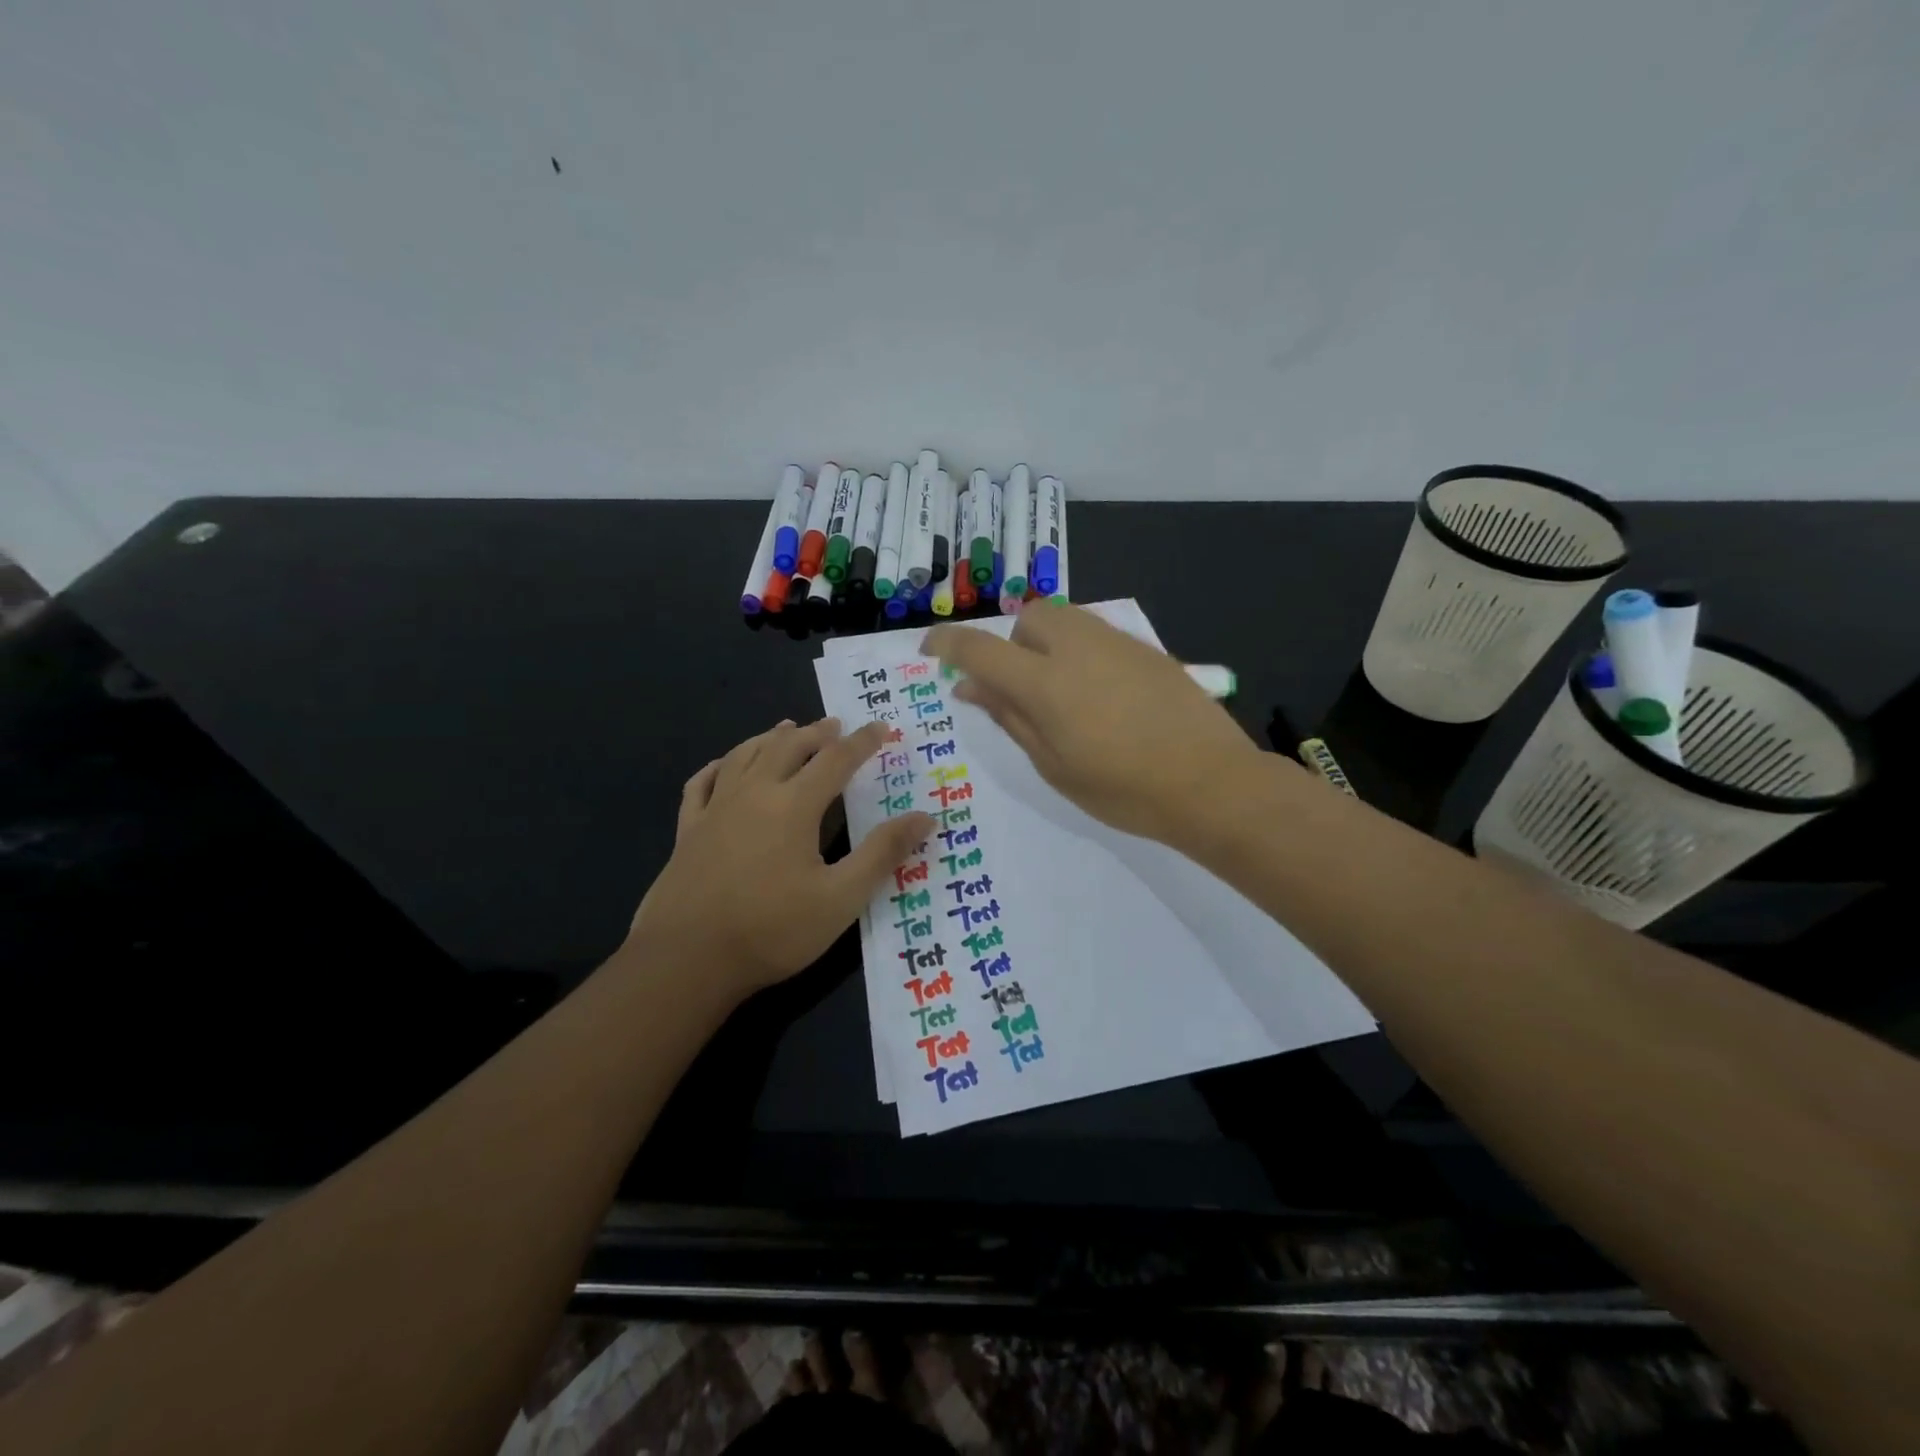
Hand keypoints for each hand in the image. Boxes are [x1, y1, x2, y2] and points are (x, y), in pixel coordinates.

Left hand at [629, 718, 933, 997]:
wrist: (686, 960)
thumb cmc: (772, 930)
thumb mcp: (841, 898)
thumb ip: (882, 854)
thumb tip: (924, 818)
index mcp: (794, 805)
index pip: (836, 760)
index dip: (862, 742)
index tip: (882, 727)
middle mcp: (754, 793)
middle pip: (788, 747)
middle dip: (816, 733)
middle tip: (835, 725)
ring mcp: (715, 809)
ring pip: (745, 755)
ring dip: (771, 738)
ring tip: (787, 728)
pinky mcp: (687, 830)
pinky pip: (702, 782)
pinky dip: (720, 765)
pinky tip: (725, 764)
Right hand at [921, 603, 1268, 845]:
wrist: (1210, 783)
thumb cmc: (1122, 789)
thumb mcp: (1054, 765)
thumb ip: (1010, 717)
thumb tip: (970, 685)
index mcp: (1045, 683)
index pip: (981, 648)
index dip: (947, 644)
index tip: (930, 650)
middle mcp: (1077, 648)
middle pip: (1028, 618)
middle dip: (1012, 645)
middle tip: (1021, 690)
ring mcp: (1117, 643)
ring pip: (1065, 619)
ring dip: (1046, 644)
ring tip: (1062, 693)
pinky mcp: (1146, 649)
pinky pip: (1097, 634)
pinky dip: (1080, 651)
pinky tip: (1101, 695)